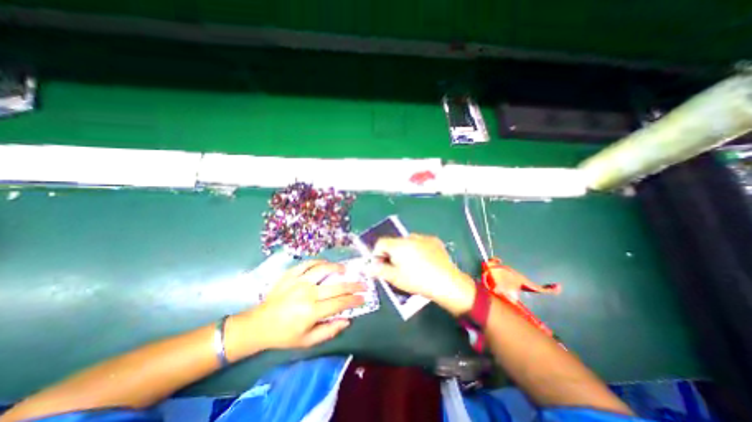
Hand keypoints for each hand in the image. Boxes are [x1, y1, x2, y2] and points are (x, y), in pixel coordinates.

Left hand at [229, 261, 367, 355]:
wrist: (259, 324)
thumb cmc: (284, 335)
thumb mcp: (307, 341)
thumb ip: (329, 331)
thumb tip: (347, 320)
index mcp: (312, 311)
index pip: (339, 303)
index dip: (354, 300)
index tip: (363, 298)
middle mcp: (307, 294)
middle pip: (336, 286)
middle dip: (353, 285)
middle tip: (362, 284)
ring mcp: (298, 281)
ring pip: (323, 270)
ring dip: (337, 268)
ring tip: (345, 269)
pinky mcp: (290, 274)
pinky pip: (307, 263)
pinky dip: (318, 262)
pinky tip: (325, 264)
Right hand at [366, 234, 474, 316]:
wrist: (446, 282)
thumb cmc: (417, 280)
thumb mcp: (395, 278)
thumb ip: (378, 270)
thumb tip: (366, 267)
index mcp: (398, 244)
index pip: (380, 242)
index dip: (377, 254)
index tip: (381, 266)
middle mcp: (410, 237)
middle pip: (394, 243)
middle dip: (391, 254)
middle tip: (396, 268)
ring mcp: (424, 237)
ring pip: (407, 242)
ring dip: (404, 251)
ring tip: (412, 266)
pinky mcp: (434, 241)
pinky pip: (420, 243)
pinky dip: (417, 250)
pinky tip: (424, 262)